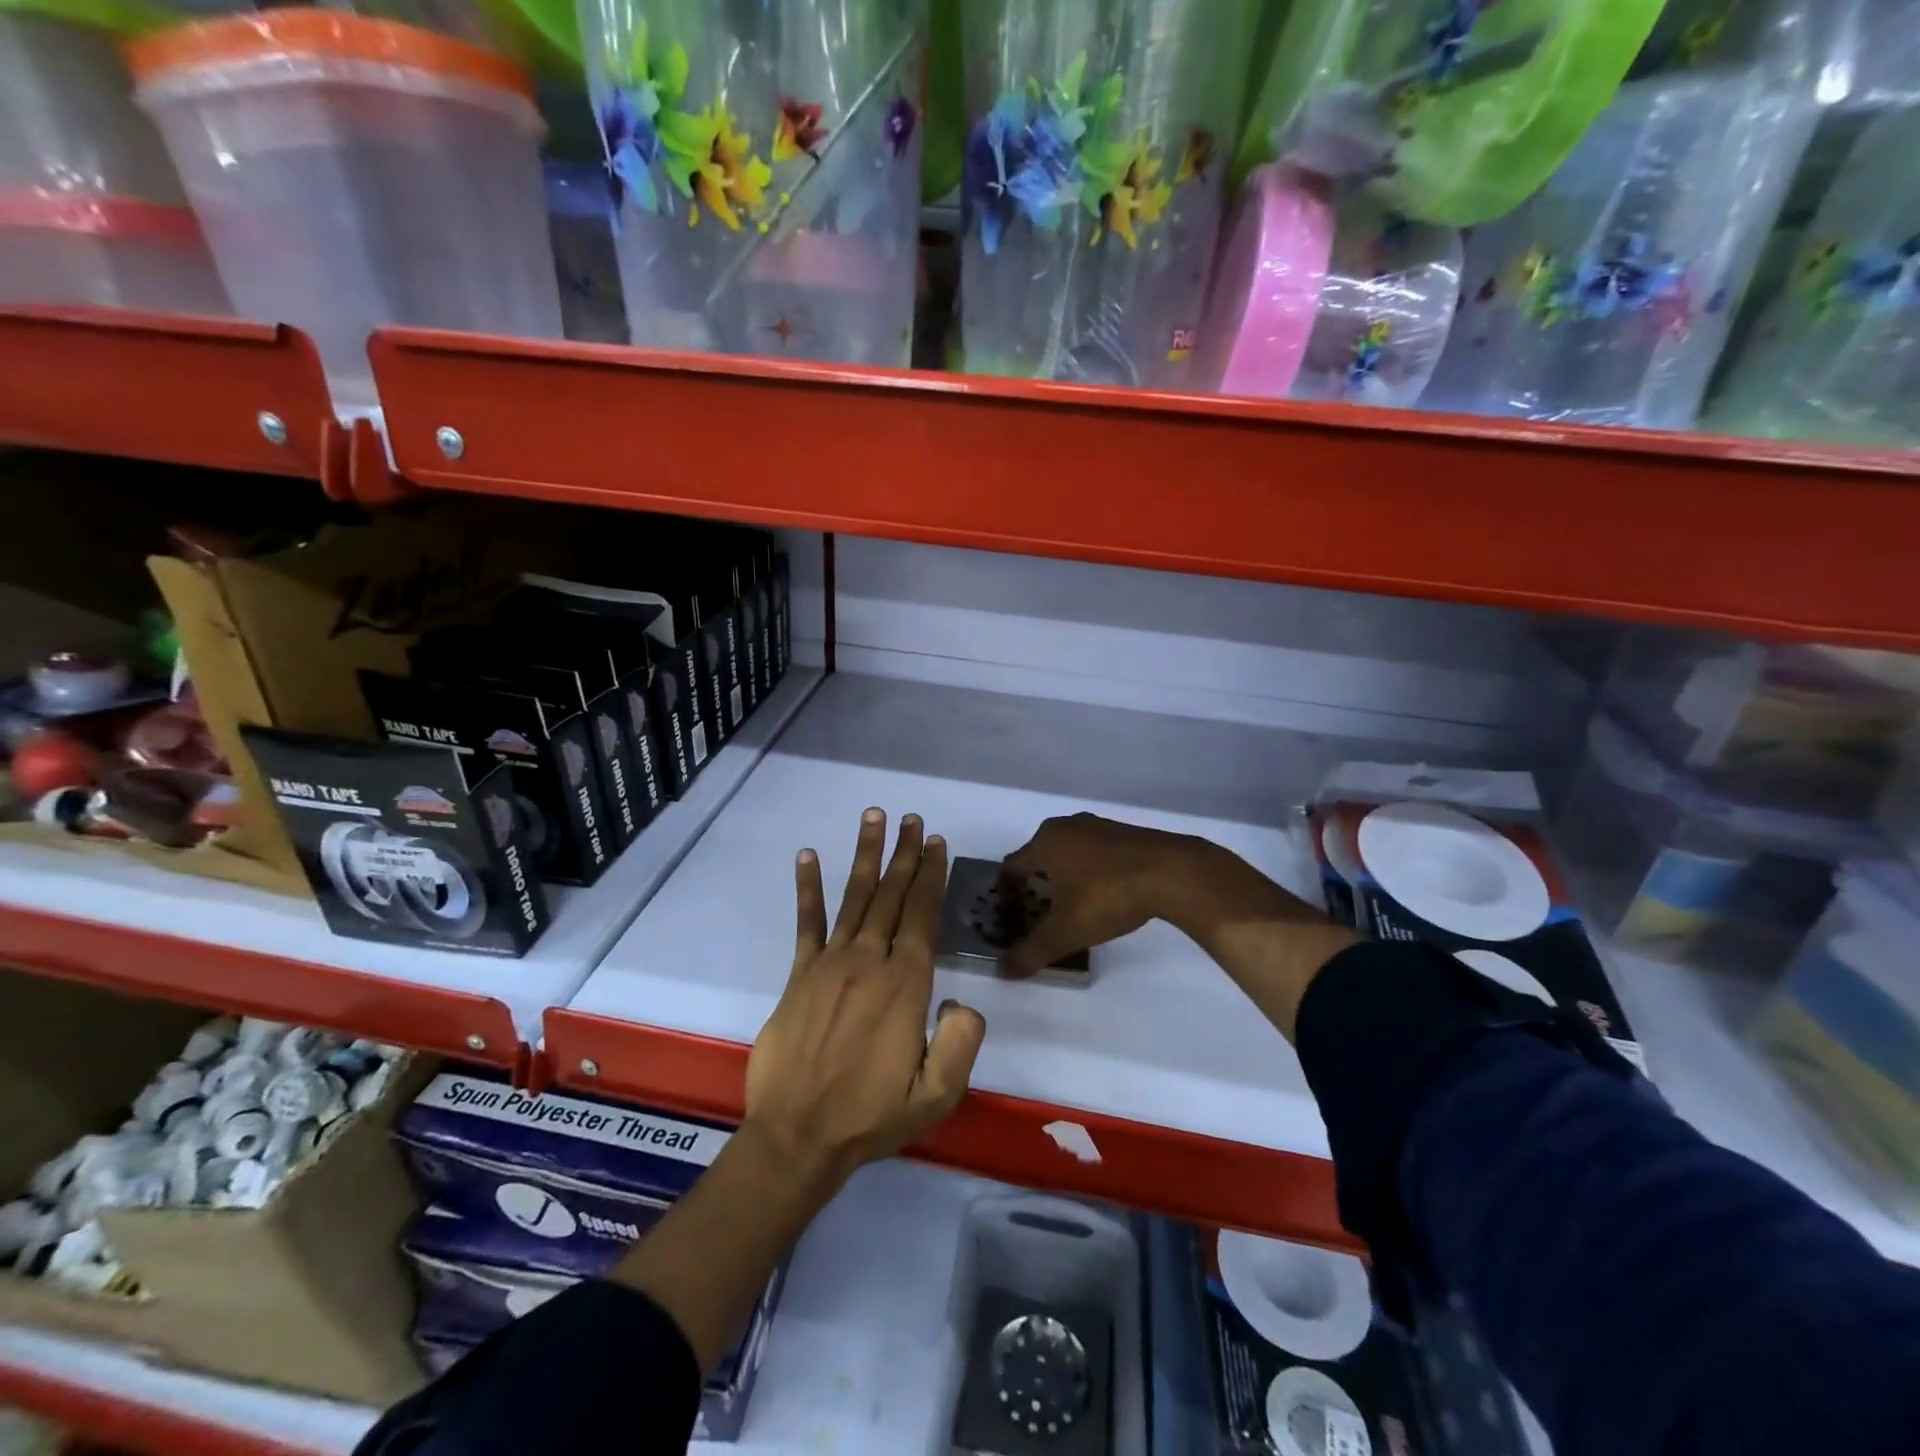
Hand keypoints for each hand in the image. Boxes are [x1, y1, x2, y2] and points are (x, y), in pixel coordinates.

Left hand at [745, 809, 985, 1184]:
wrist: (797, 1137)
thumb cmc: (871, 1117)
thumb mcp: (937, 1095)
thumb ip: (962, 1043)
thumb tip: (961, 1002)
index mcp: (906, 985)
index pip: (923, 916)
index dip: (931, 876)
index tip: (937, 843)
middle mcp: (869, 961)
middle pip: (892, 895)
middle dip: (905, 854)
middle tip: (913, 819)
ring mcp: (830, 964)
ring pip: (854, 897)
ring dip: (866, 855)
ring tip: (874, 817)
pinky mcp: (799, 975)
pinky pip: (806, 923)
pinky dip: (807, 888)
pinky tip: (808, 856)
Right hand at [1000, 812, 1354, 1039]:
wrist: (1172, 873)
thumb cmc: (1108, 896)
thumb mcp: (1066, 932)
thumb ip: (1031, 952)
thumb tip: (1002, 971)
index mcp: (1044, 842)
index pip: (1010, 869)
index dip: (1006, 898)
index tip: (1013, 922)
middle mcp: (1065, 826)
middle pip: (1037, 860)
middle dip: (1034, 891)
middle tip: (1040, 920)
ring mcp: (1097, 826)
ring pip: (1067, 856)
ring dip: (1063, 882)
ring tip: (1072, 912)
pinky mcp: (1123, 833)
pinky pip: (1092, 854)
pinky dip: (1087, 875)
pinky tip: (1103, 898)